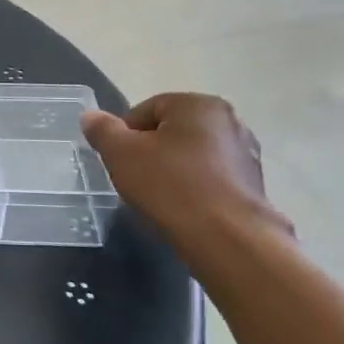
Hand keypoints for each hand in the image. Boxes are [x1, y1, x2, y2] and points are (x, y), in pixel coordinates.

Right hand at [80, 94, 292, 245]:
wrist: (227, 238)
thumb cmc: (170, 185)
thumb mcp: (120, 153)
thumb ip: (102, 130)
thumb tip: (90, 116)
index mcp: (198, 104)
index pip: (146, 110)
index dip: (124, 135)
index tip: (117, 161)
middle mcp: (229, 121)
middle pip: (171, 132)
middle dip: (149, 152)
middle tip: (133, 179)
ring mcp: (246, 154)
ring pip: (192, 157)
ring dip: (172, 172)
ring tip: (157, 199)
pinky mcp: (254, 186)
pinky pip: (211, 179)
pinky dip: (194, 190)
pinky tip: (182, 210)